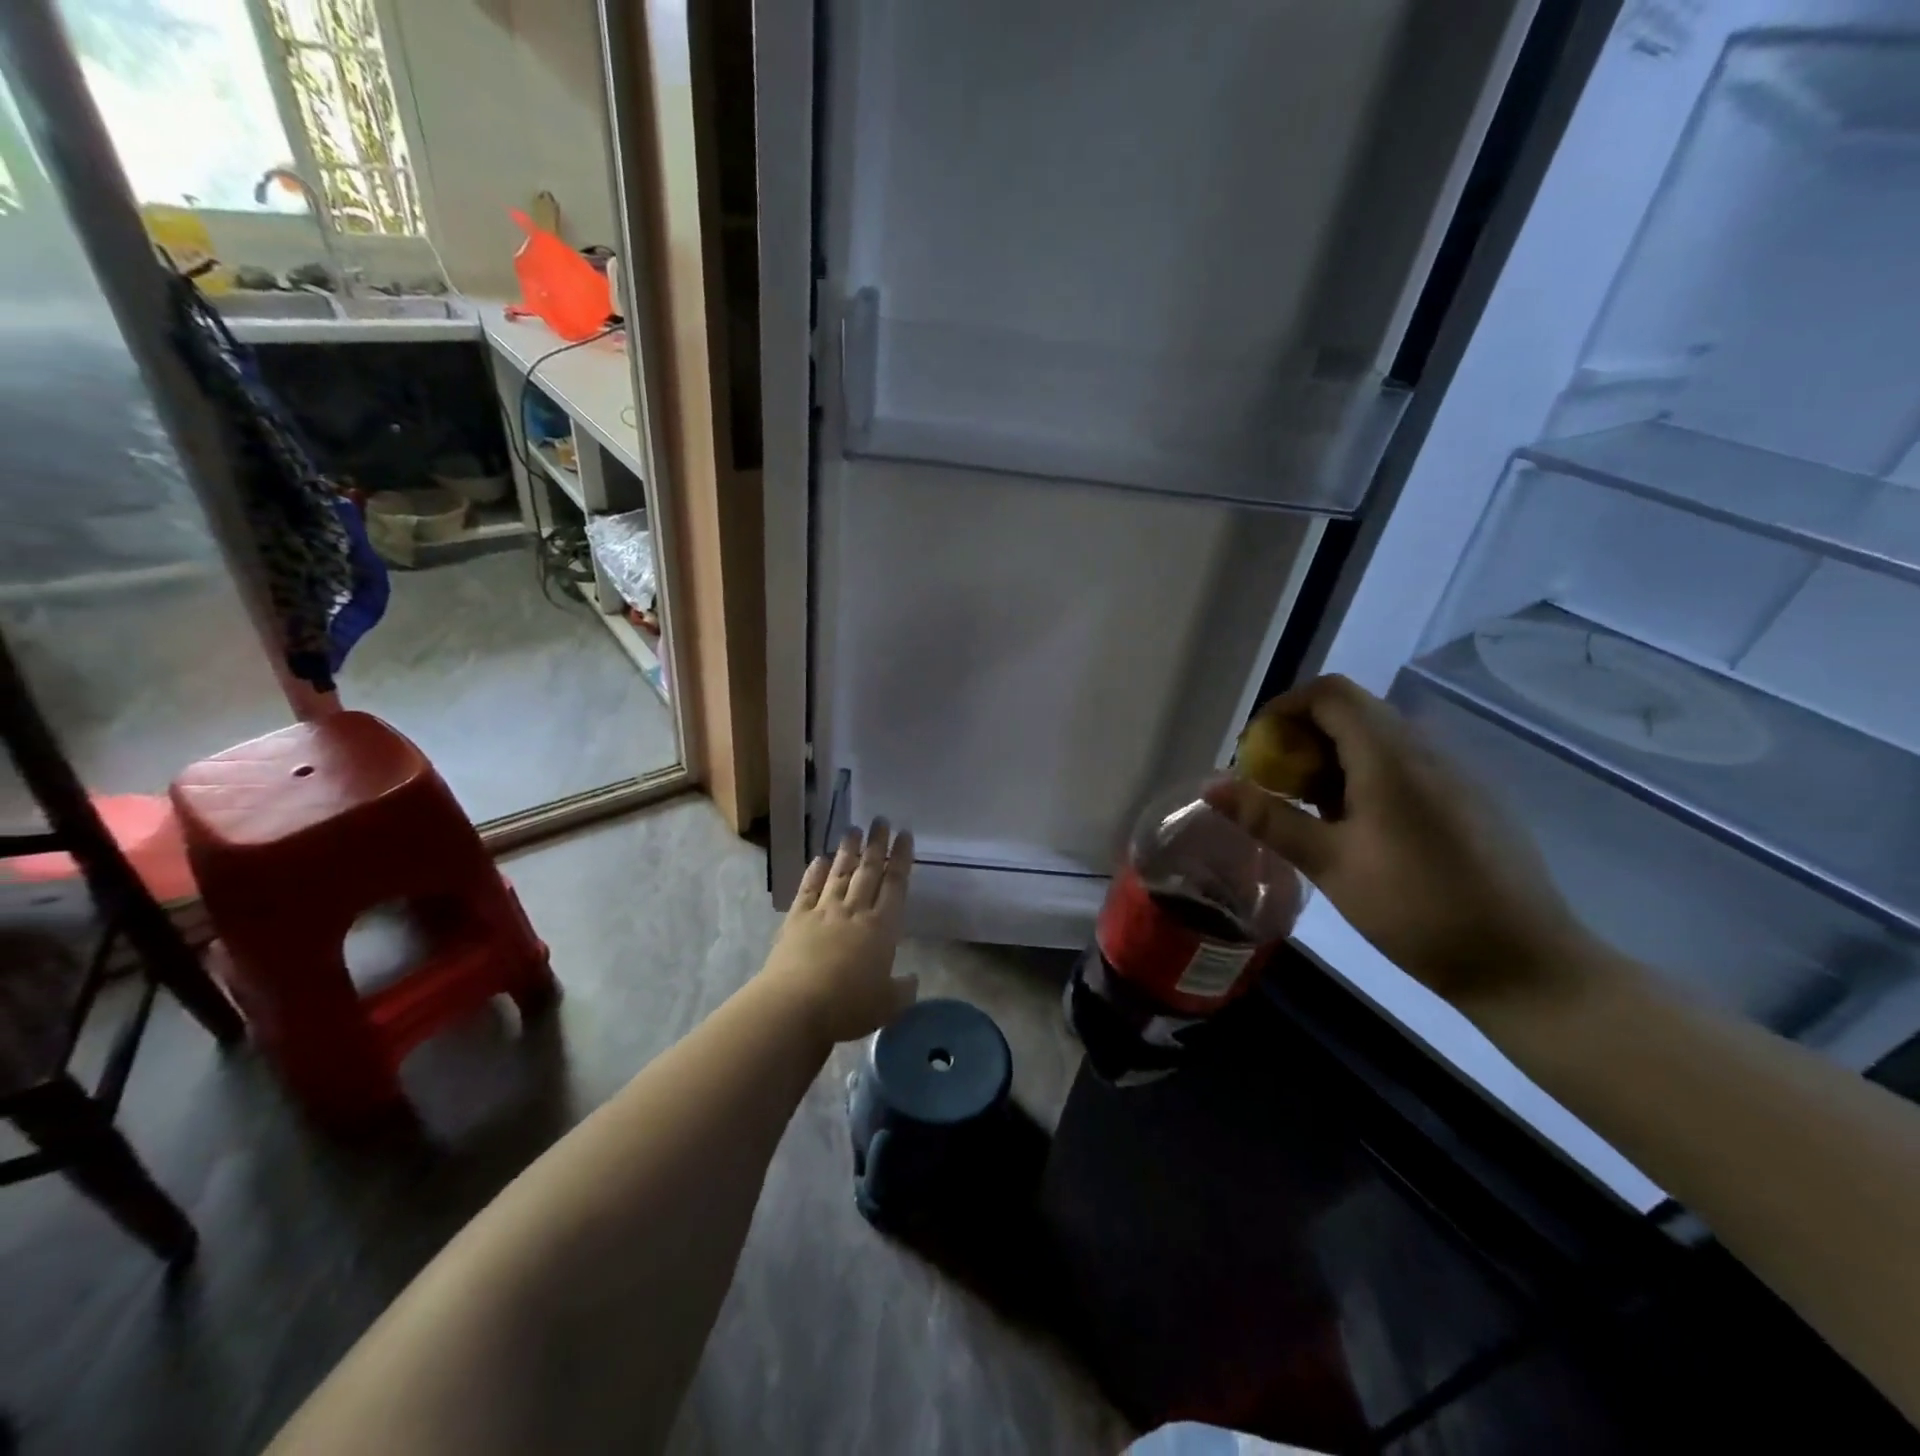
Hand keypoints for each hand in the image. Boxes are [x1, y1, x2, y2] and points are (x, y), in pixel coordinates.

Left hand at [760, 818, 917, 1044]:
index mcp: (882, 927)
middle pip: (869, 870)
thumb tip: (912, 980)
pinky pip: (808, 889)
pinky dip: (815, 872)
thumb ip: (903, 990)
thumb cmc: (849, 1006)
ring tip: (853, 829)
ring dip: (848, 850)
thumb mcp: (888, 1005)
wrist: (795, 1006)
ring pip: (839, 873)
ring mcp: (823, 912)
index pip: (896, 884)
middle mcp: (855, 911)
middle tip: (880, 820)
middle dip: (876, 844)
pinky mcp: (796, 920)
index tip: (904, 835)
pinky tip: (819, 859)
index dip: (902, 858)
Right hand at [1209, 676, 1602, 1012]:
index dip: (1283, 709)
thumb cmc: (1416, 909)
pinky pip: (1404, 766)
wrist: (1526, 965)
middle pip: (1352, 712)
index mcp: (1390, 756)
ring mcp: (1454, 774)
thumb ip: (1268, 818)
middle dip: (1301, 739)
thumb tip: (1210, 784)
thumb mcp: (1329, 864)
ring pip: (1378, 739)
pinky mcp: (1469, 800)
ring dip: (1331, 760)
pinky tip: (1359, 832)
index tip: (1256, 753)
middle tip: (1275, 789)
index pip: (1329, 693)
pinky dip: (1364, 778)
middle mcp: (1425, 751)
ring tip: (1310, 814)